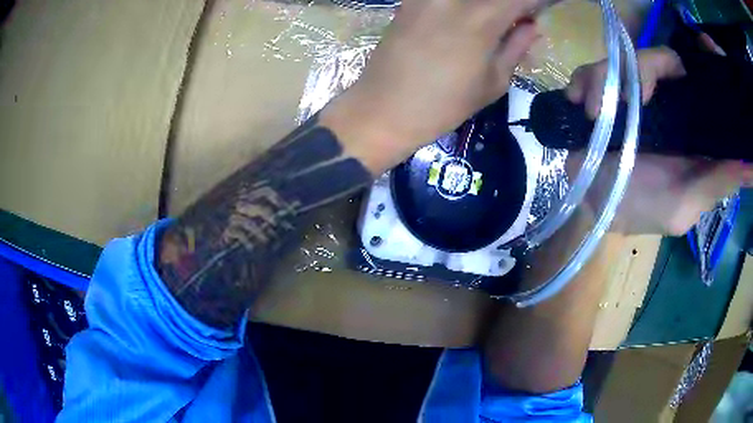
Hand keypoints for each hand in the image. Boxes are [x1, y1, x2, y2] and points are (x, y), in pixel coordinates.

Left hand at [322, 0, 540, 173]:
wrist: (383, 109)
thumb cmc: (444, 106)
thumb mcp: (493, 83)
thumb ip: (516, 47)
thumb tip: (532, 25)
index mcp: (483, 19)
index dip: (538, 2)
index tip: (544, 9)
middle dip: (513, 4)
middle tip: (519, 18)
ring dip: (489, 6)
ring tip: (495, 21)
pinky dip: (465, 5)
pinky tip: (467, 16)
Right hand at [566, 46, 752, 235]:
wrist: (587, 202)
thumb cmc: (639, 209)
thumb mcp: (684, 204)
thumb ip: (719, 181)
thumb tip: (750, 163)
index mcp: (694, 129)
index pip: (707, 84)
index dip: (710, 62)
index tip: (706, 45)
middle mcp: (670, 103)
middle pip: (668, 60)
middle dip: (650, 65)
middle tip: (635, 93)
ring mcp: (636, 91)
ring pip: (629, 58)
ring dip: (607, 79)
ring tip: (593, 112)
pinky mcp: (607, 87)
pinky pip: (597, 66)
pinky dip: (585, 80)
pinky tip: (579, 102)